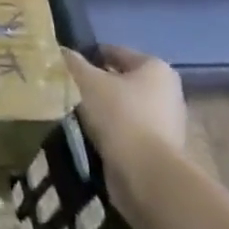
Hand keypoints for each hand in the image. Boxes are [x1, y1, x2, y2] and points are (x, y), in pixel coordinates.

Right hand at [64, 45, 186, 200]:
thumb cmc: (119, 116)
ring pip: (122, 108)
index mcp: (156, 68)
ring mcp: (167, 125)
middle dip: (95, 85)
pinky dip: (109, 133)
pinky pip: (126, 133)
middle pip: (120, 81)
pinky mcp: (159, 152)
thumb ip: (72, 62)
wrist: (146, 176)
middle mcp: (167, 93)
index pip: (114, 52)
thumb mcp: (86, 80)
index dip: (87, 55)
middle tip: (67, 89)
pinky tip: (88, 136)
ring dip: (100, 111)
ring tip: (72, 114)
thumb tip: (61, 52)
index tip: (65, 66)